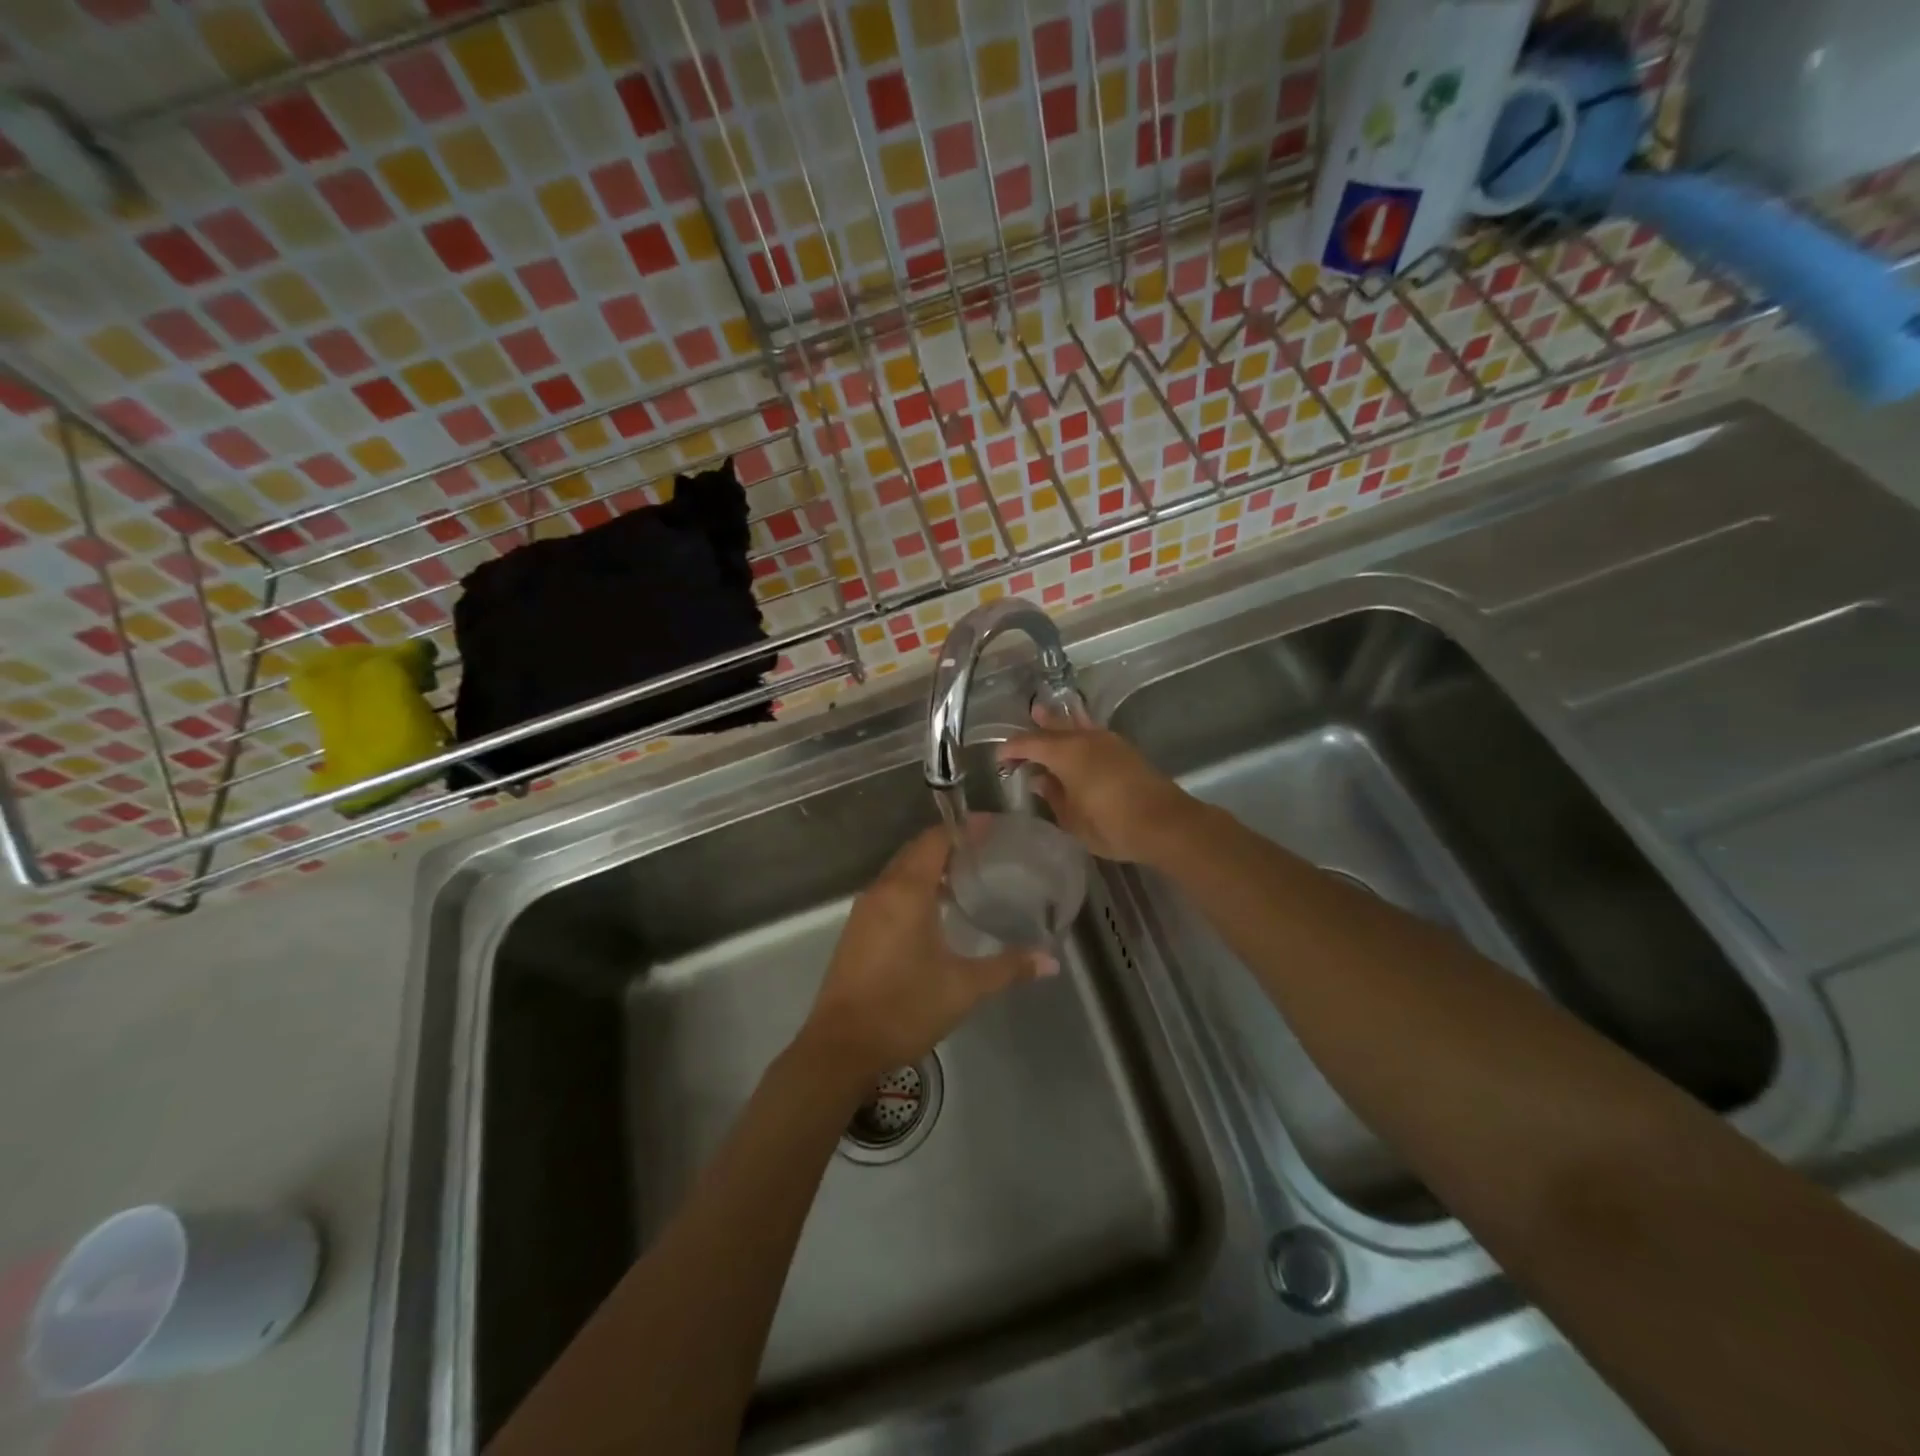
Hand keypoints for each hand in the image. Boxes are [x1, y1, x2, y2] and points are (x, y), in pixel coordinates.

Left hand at [801, 826, 1053, 1081]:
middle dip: (949, 846)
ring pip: (900, 873)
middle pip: (916, 852)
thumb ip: (1008, 968)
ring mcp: (864, 911)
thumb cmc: (904, 1008)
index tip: (993, 827)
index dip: (964, 829)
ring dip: (930, 868)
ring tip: (967, 878)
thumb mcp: (963, 988)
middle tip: (987, 851)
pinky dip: (914, 889)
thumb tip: (1050, 960)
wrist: (841, 1048)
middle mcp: (881, 891)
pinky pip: (889, 893)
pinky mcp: (856, 932)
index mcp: (906, 892)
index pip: (935, 841)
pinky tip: (936, 913)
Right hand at [997, 706, 1203, 864]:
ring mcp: (1107, 741)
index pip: (1029, 743)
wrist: (1165, 825)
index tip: (999, 758)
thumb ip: (1053, 795)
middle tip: (1018, 736)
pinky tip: (1077, 736)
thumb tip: (1039, 779)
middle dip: (1033, 731)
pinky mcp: (1124, 750)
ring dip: (1057, 723)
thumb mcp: (1072, 819)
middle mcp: (1085, 738)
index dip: (1011, 749)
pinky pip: (1092, 732)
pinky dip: (1078, 731)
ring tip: (1042, 714)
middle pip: (1052, 728)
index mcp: (1065, 753)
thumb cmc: (1111, 825)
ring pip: (1075, 725)